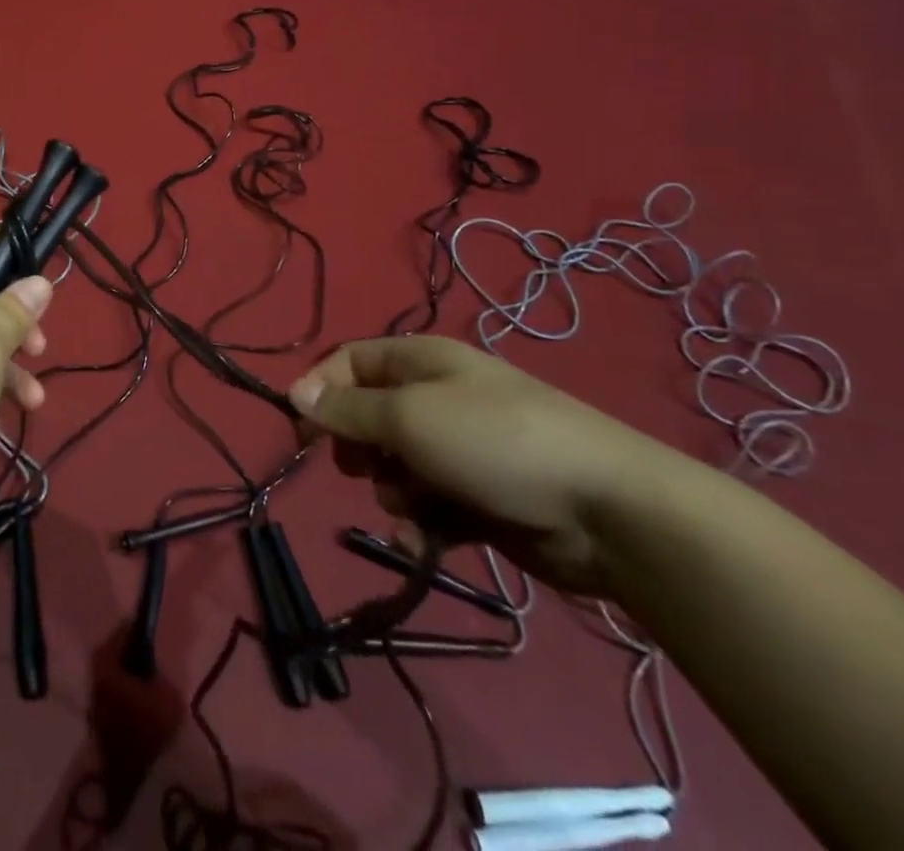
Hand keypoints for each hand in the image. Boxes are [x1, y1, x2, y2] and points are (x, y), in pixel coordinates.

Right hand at [289, 336, 676, 595]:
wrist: (607, 511)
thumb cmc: (493, 442)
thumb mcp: (408, 417)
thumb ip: (348, 410)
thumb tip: (295, 393)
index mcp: (421, 361)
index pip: (349, 362)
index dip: (320, 390)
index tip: (299, 431)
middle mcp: (437, 397)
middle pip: (368, 416)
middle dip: (358, 447)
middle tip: (359, 466)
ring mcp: (460, 448)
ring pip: (394, 467)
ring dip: (392, 490)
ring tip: (416, 505)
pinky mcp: (478, 497)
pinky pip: (426, 506)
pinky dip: (420, 524)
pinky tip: (425, 542)